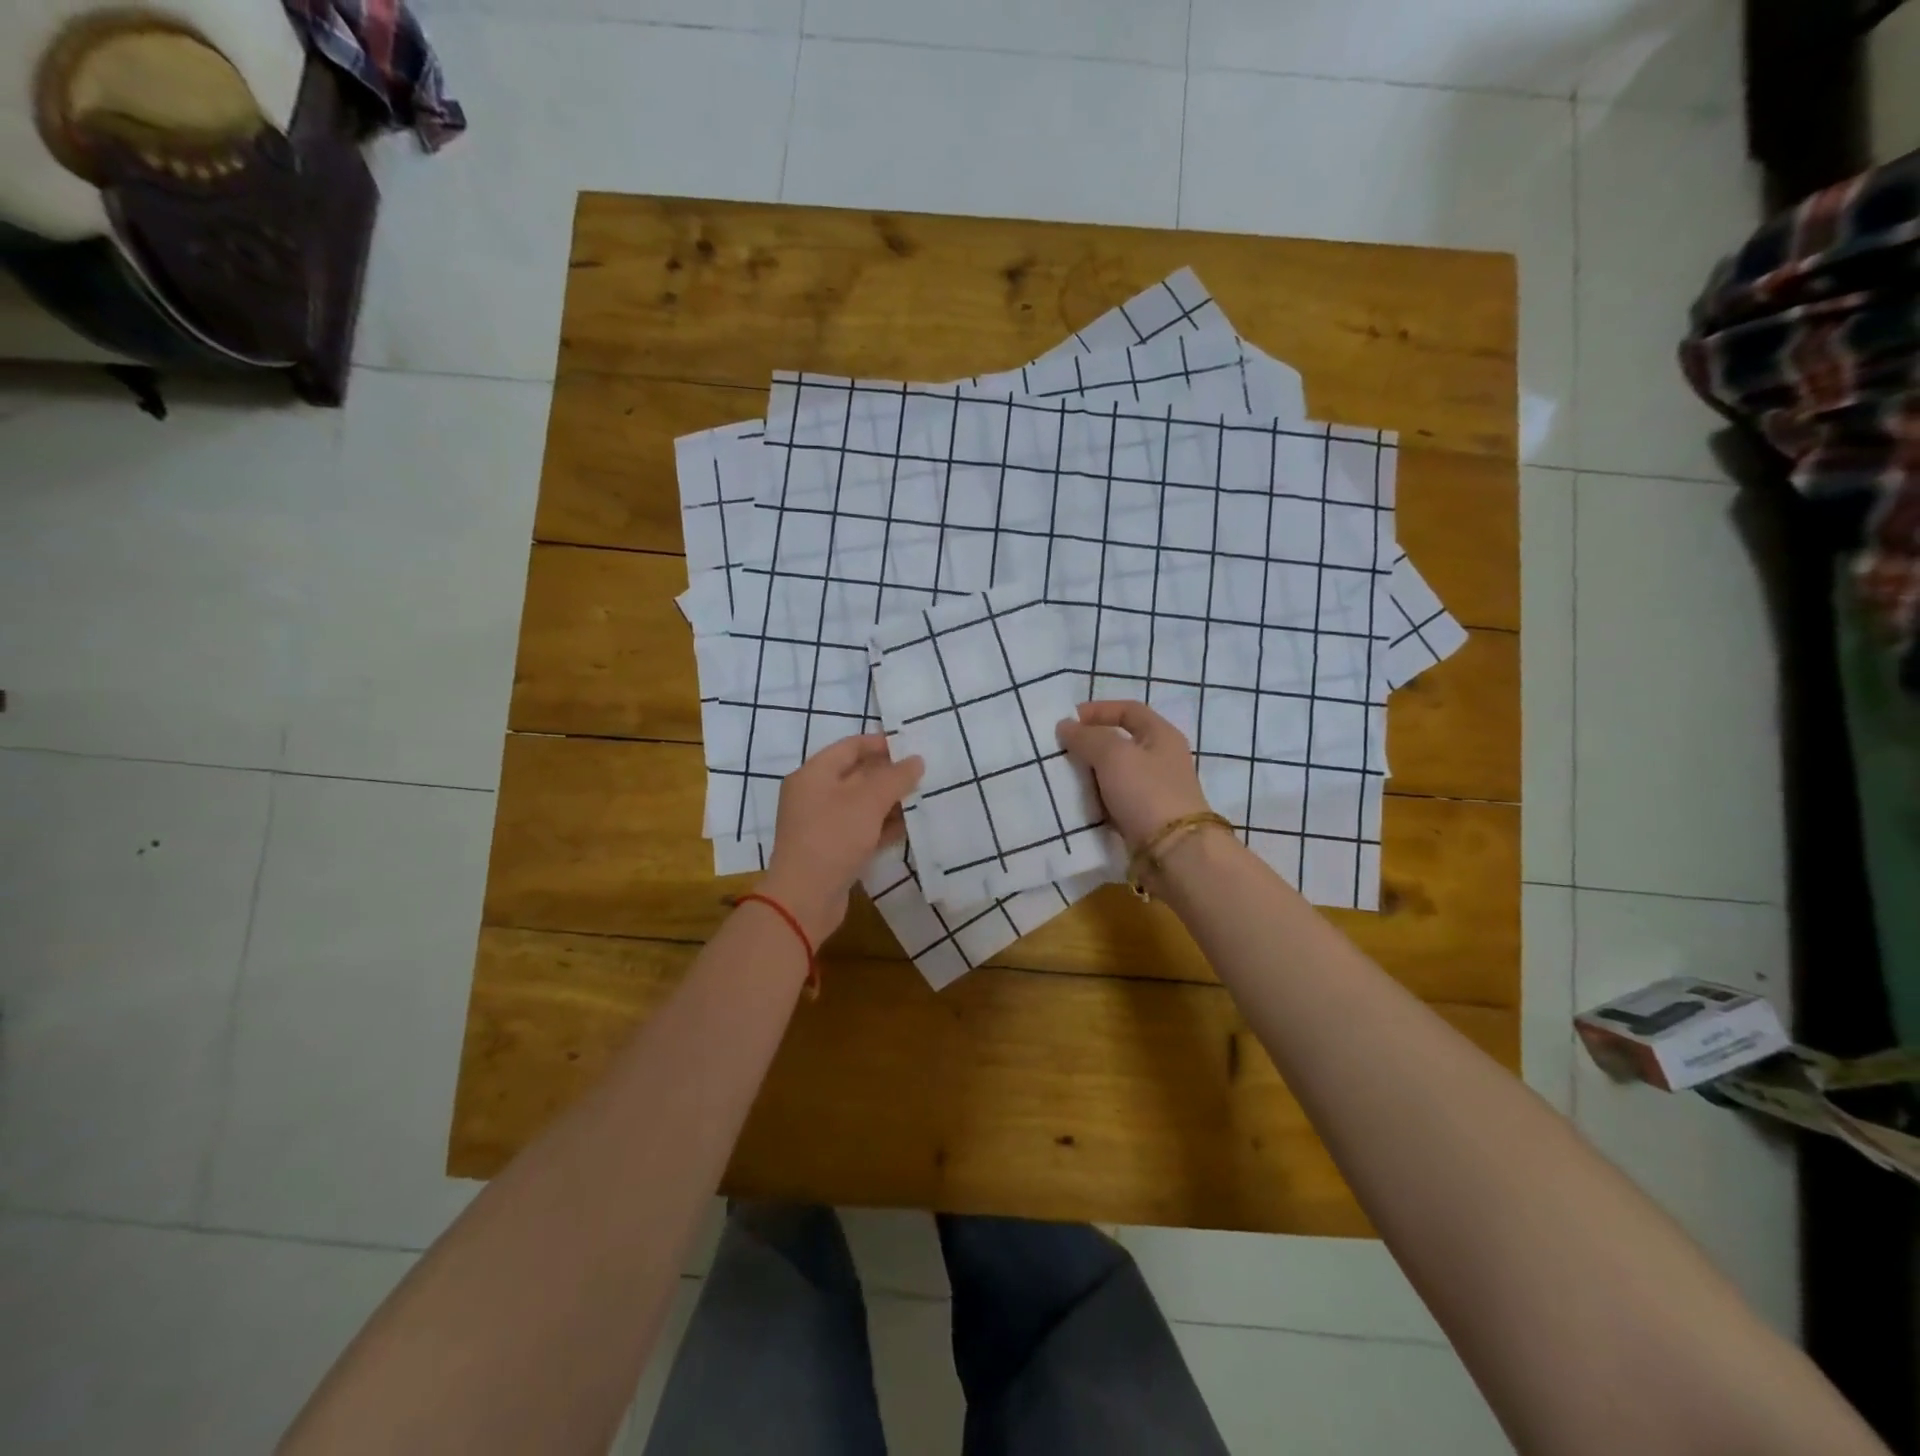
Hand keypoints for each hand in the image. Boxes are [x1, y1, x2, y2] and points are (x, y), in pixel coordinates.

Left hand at [761, 734, 923, 944]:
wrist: (805, 898)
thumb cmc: (833, 837)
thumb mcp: (867, 801)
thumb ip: (895, 777)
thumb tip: (916, 761)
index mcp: (813, 774)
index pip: (850, 746)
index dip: (880, 744)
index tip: (912, 746)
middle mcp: (814, 795)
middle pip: (857, 775)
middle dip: (890, 774)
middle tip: (924, 773)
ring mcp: (822, 824)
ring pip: (862, 804)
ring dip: (890, 801)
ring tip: (923, 798)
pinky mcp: (833, 850)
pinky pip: (862, 829)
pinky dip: (883, 825)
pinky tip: (910, 826)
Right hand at [1056, 700, 1210, 847]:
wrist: (1175, 853)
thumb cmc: (1147, 793)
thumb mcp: (1114, 756)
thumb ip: (1088, 737)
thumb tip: (1066, 726)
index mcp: (1161, 735)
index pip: (1128, 710)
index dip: (1098, 710)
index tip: (1068, 721)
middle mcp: (1160, 759)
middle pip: (1119, 742)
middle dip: (1089, 745)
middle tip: (1060, 752)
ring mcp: (1153, 790)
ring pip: (1114, 773)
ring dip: (1089, 774)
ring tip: (1062, 778)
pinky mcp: (1144, 817)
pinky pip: (1114, 800)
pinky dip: (1096, 800)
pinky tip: (1077, 804)